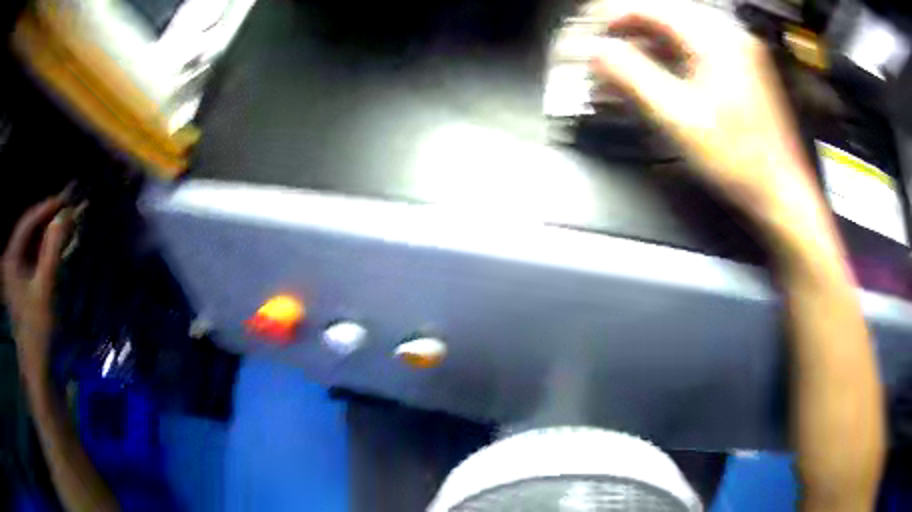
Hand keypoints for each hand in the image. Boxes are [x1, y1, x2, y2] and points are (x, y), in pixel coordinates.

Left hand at [3, 196, 71, 380]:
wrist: (37, 371)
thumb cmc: (36, 332)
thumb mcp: (44, 290)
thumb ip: (53, 250)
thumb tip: (66, 214)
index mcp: (11, 258)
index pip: (27, 222)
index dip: (45, 208)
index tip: (65, 199)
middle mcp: (11, 261)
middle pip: (28, 231)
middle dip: (47, 221)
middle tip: (67, 211)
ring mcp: (15, 274)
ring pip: (31, 245)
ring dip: (46, 235)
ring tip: (64, 227)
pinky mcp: (21, 286)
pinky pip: (32, 259)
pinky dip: (44, 252)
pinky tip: (55, 249)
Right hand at [585, 0, 827, 237]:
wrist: (780, 191)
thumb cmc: (741, 162)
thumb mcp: (678, 119)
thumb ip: (632, 77)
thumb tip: (597, 52)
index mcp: (715, 40)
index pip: (651, 8)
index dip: (615, 19)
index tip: (595, 34)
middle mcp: (730, 37)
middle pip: (666, 16)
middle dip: (632, 31)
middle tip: (608, 51)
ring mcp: (740, 53)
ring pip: (683, 32)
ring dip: (652, 44)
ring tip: (629, 65)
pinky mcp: (744, 70)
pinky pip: (700, 49)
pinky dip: (675, 57)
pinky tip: (662, 75)